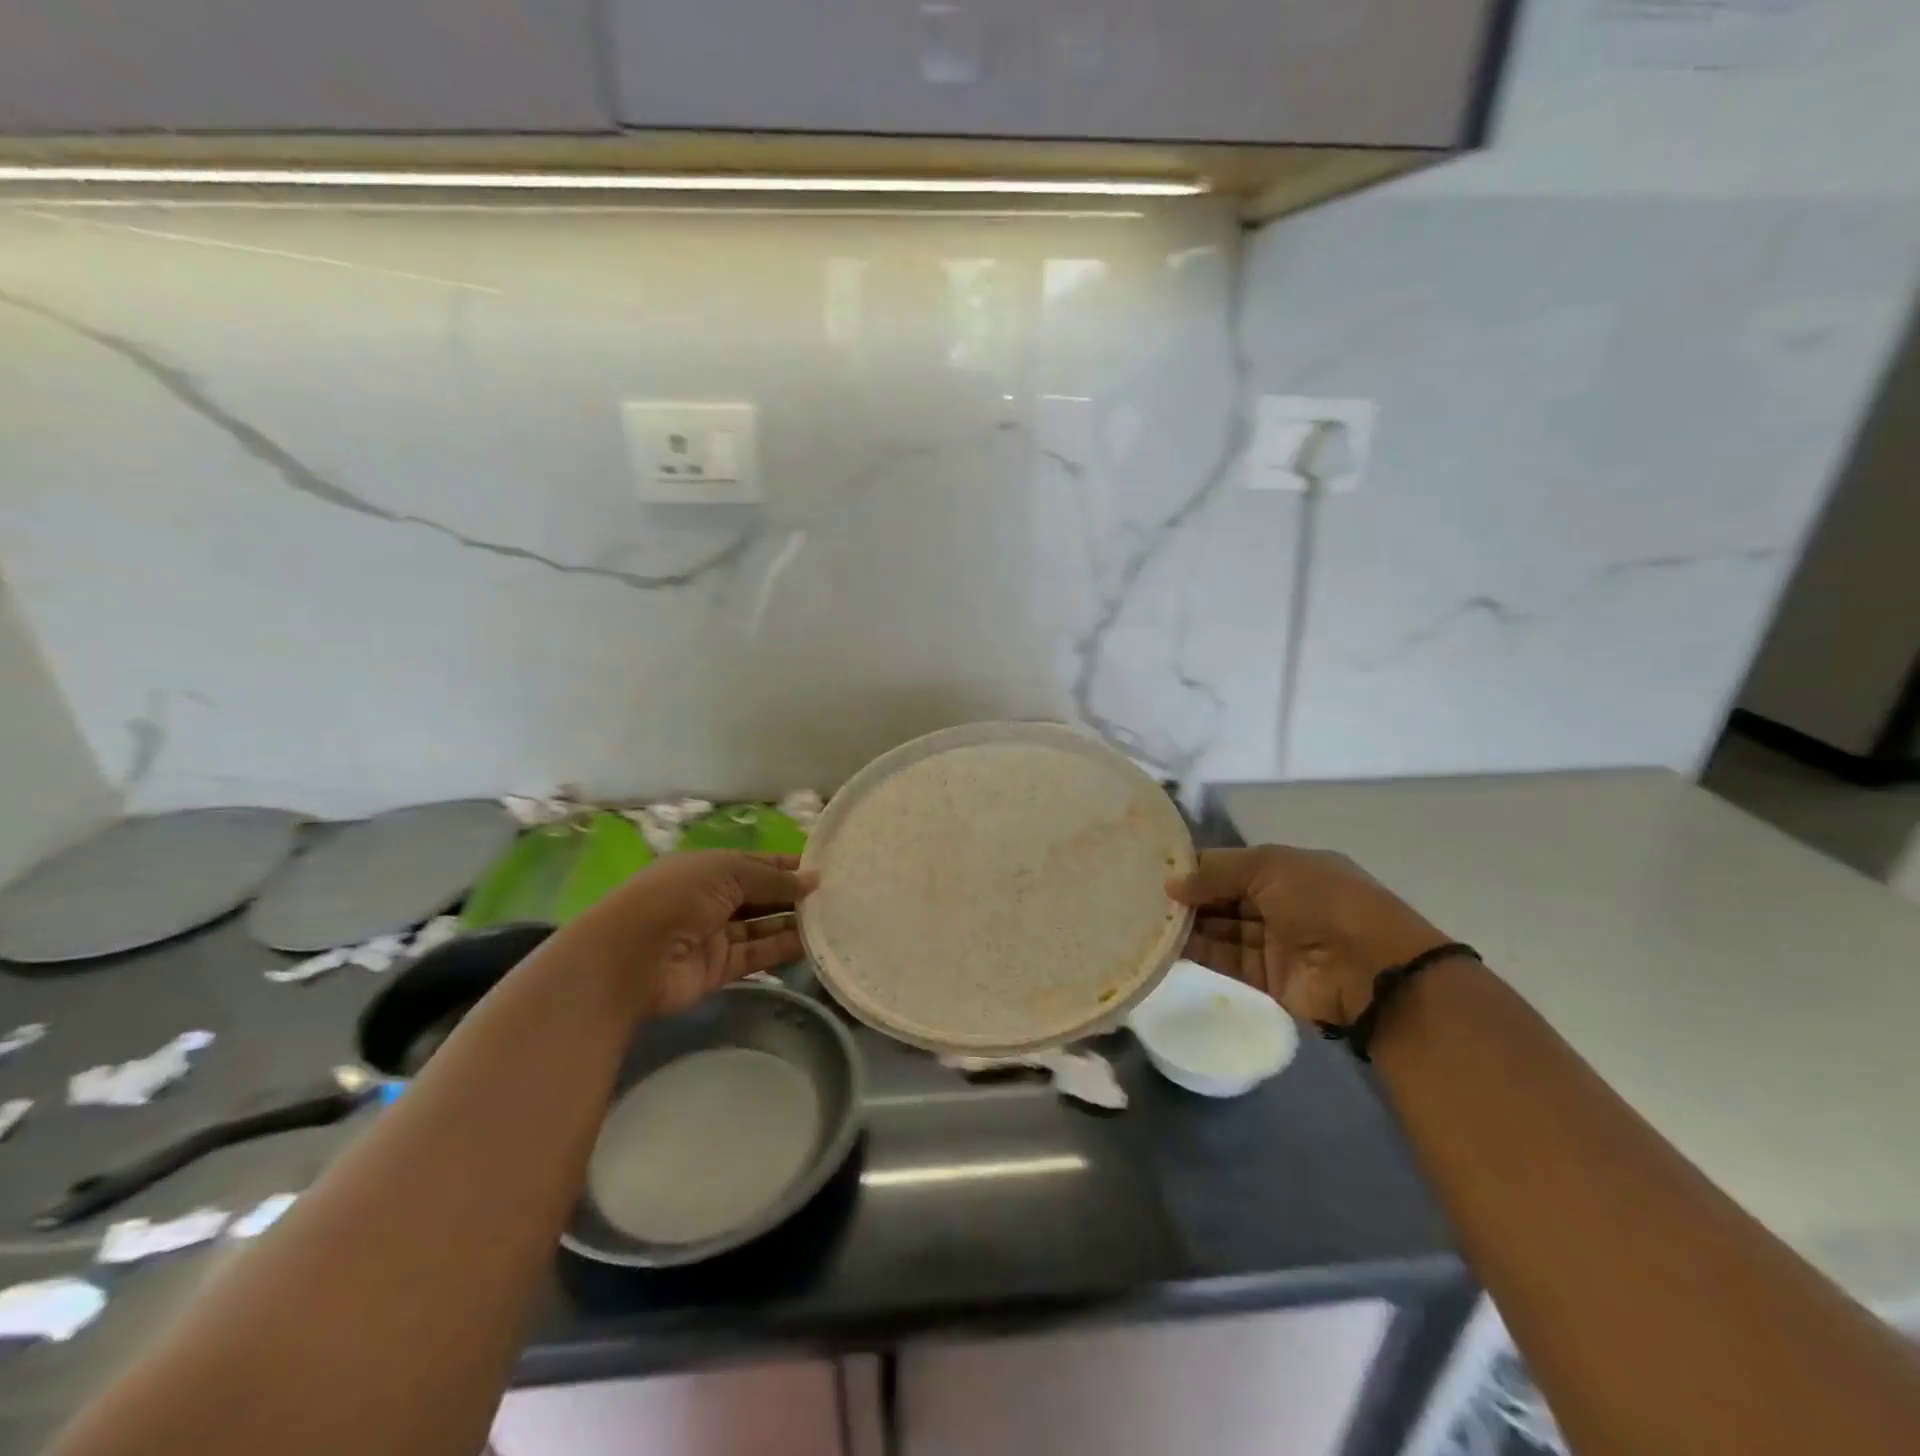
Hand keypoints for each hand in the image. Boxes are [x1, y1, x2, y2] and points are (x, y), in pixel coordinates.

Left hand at [571, 851, 817, 1016]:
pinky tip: (814, 943)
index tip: (824, 869)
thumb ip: (773, 879)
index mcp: (708, 868)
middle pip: (762, 895)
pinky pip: (758, 954)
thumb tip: (814, 880)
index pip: (756, 863)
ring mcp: (715, 935)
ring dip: (793, 922)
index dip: (788, 866)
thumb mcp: (727, 872)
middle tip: (838, 895)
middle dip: (794, 894)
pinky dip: (783, 948)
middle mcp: (712, 899)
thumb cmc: (676, 897)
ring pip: (763, 926)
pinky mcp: (720, 969)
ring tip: (834, 918)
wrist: (629, 959)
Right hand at [1167, 846, 1450, 1026]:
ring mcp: (1274, 942)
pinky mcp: (1266, 977)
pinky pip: (1224, 959)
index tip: (1158, 868)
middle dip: (1189, 895)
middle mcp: (1280, 903)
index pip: (1233, 865)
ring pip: (1221, 928)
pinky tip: (1164, 944)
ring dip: (1188, 924)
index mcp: (1288, 870)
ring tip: (1145, 917)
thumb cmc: (1323, 900)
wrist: (1370, 970)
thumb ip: (1217, 872)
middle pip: (1224, 896)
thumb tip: (1172, 885)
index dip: (1199, 866)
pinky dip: (1197, 952)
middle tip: (1142, 893)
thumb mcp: (1270, 867)